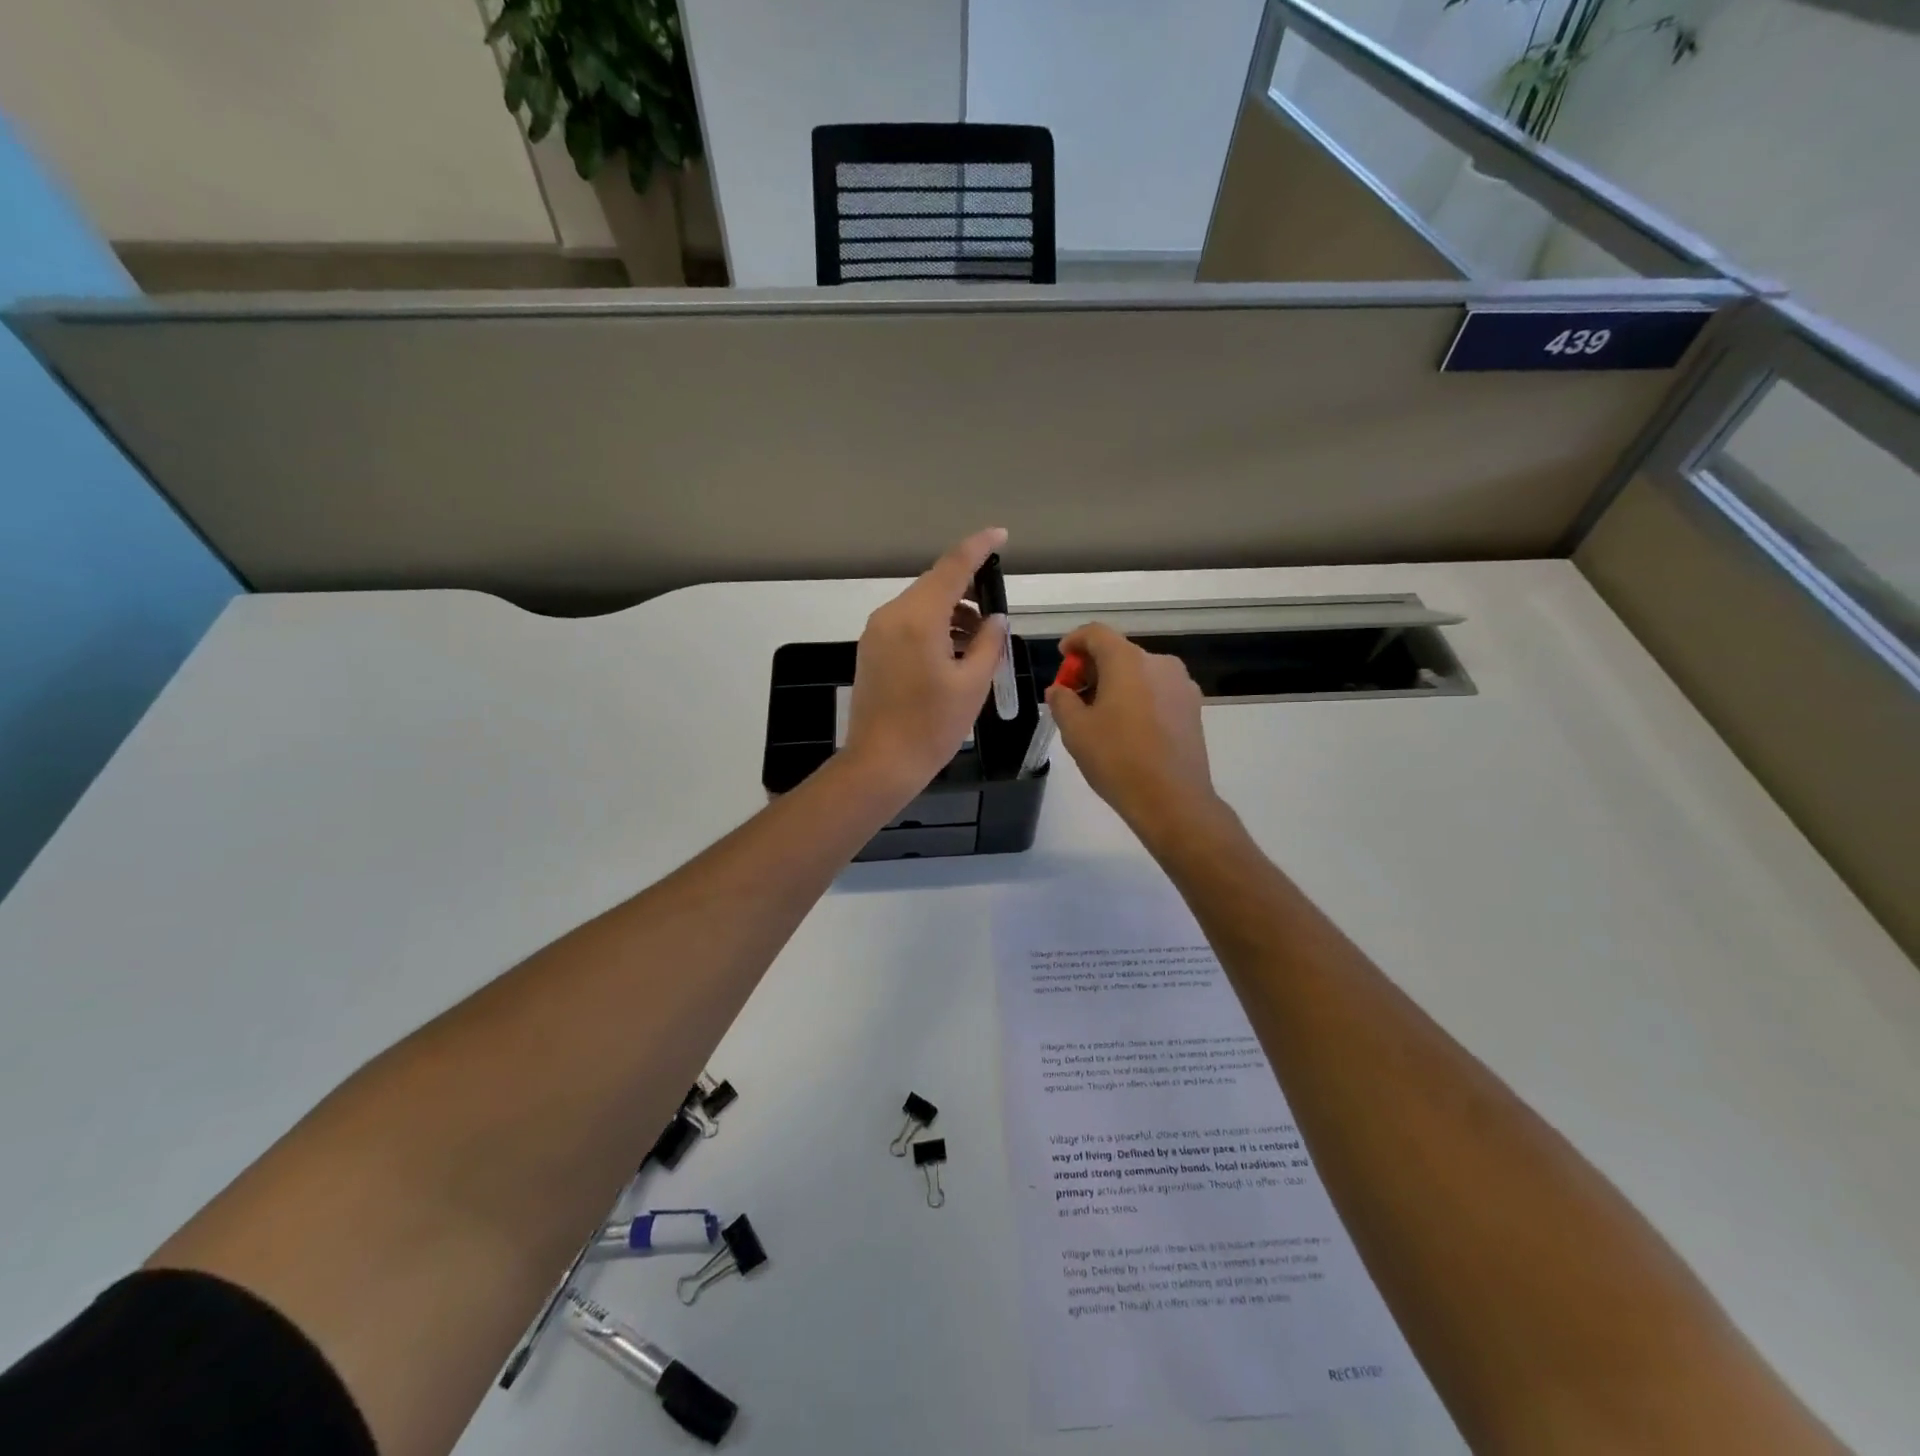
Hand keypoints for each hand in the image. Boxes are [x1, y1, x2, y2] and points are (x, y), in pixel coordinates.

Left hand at [843, 527, 1009, 802]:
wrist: (881, 763)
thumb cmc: (932, 727)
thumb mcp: (973, 685)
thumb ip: (989, 643)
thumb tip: (995, 619)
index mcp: (918, 619)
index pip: (952, 567)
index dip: (978, 548)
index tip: (1000, 536)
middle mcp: (892, 616)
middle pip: (935, 586)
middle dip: (967, 591)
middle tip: (995, 612)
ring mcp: (876, 632)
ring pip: (921, 605)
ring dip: (951, 613)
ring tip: (979, 643)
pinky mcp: (871, 650)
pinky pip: (907, 624)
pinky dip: (933, 627)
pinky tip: (952, 653)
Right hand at [1047, 623, 1219, 838]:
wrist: (1173, 799)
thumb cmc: (1117, 759)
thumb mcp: (1076, 730)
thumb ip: (1062, 701)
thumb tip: (1060, 690)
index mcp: (1128, 661)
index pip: (1096, 633)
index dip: (1075, 641)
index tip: (1063, 658)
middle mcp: (1159, 663)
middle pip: (1119, 652)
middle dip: (1094, 668)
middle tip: (1075, 695)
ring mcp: (1181, 685)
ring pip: (1140, 673)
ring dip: (1117, 684)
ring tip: (1100, 716)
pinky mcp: (1193, 708)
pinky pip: (1157, 691)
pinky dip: (1138, 698)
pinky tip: (1127, 729)